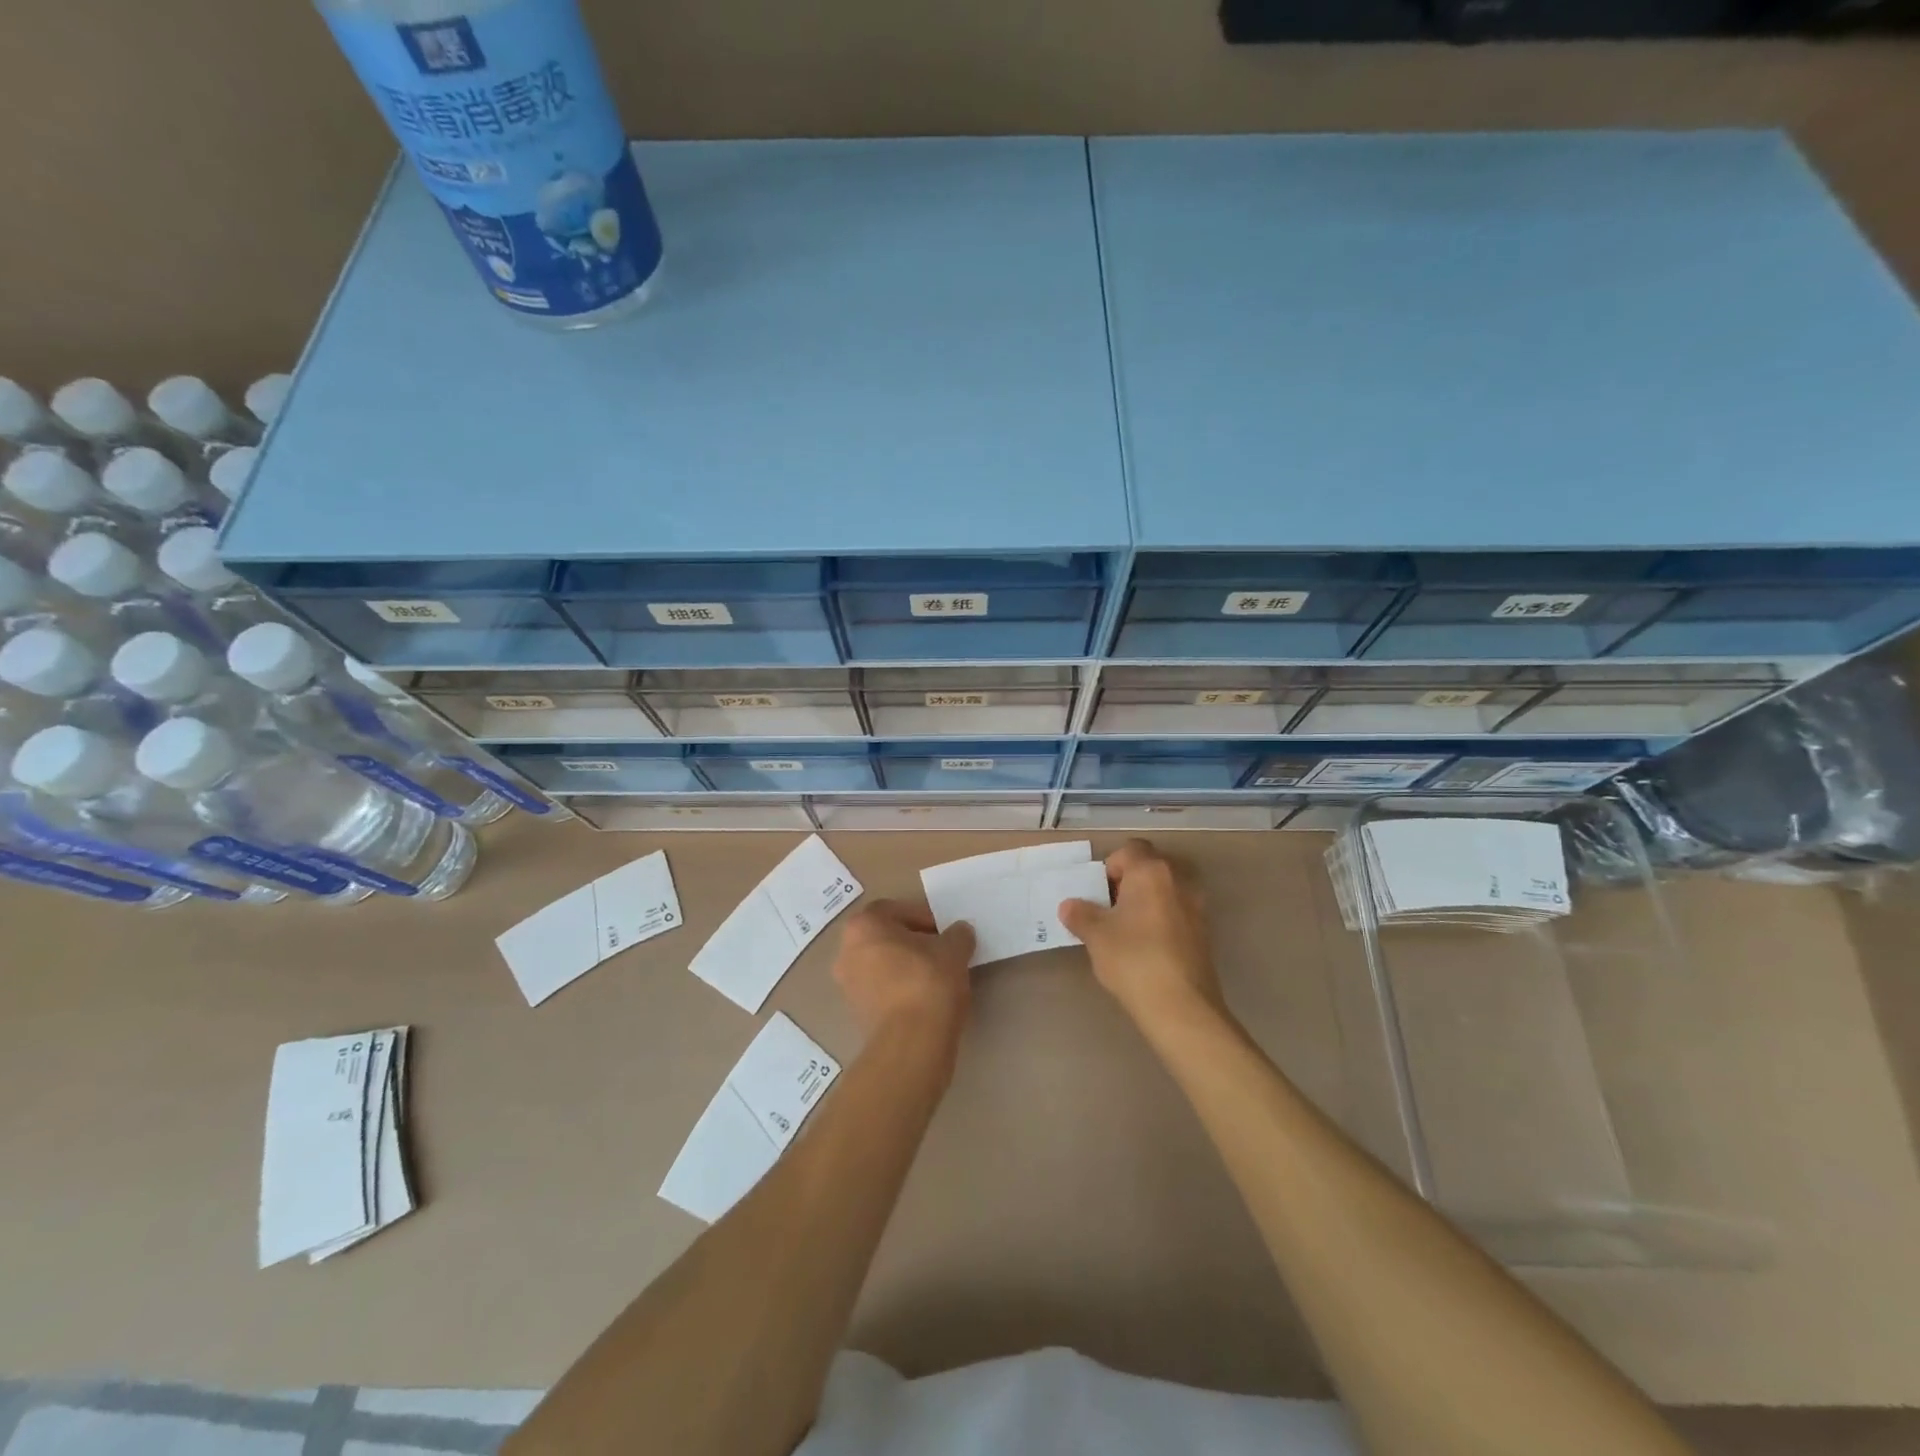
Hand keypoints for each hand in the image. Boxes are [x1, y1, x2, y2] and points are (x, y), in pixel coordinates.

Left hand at [832, 900, 975, 1050]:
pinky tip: (925, 998)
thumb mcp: (954, 949)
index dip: (923, 916)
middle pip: (884, 937)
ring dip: (906, 966)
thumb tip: (959, 934)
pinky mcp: (856, 1014)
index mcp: (863, 926)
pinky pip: (881, 990)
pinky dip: (900, 989)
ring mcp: (847, 985)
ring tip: (937, 975)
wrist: (912, 1042)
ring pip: (881, 964)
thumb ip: (957, 934)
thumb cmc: (928, 982)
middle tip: (941, 950)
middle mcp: (846, 951)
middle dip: (913, 941)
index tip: (944, 931)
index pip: (895, 909)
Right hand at [1058, 839, 1225, 1033]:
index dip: (1110, 866)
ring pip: (1165, 890)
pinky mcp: (1204, 932)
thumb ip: (1080, 914)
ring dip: (1146, 902)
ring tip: (1126, 930)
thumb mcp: (1096, 936)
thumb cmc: (1133, 959)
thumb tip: (1070, 906)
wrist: (1181, 1007)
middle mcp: (1178, 880)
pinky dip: (1160, 920)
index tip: (1098, 893)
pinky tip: (1146, 948)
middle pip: (1150, 867)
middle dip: (1128, 883)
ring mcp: (1196, 906)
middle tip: (1108, 910)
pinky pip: (1176, 912)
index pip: (1130, 849)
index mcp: (1151, 872)